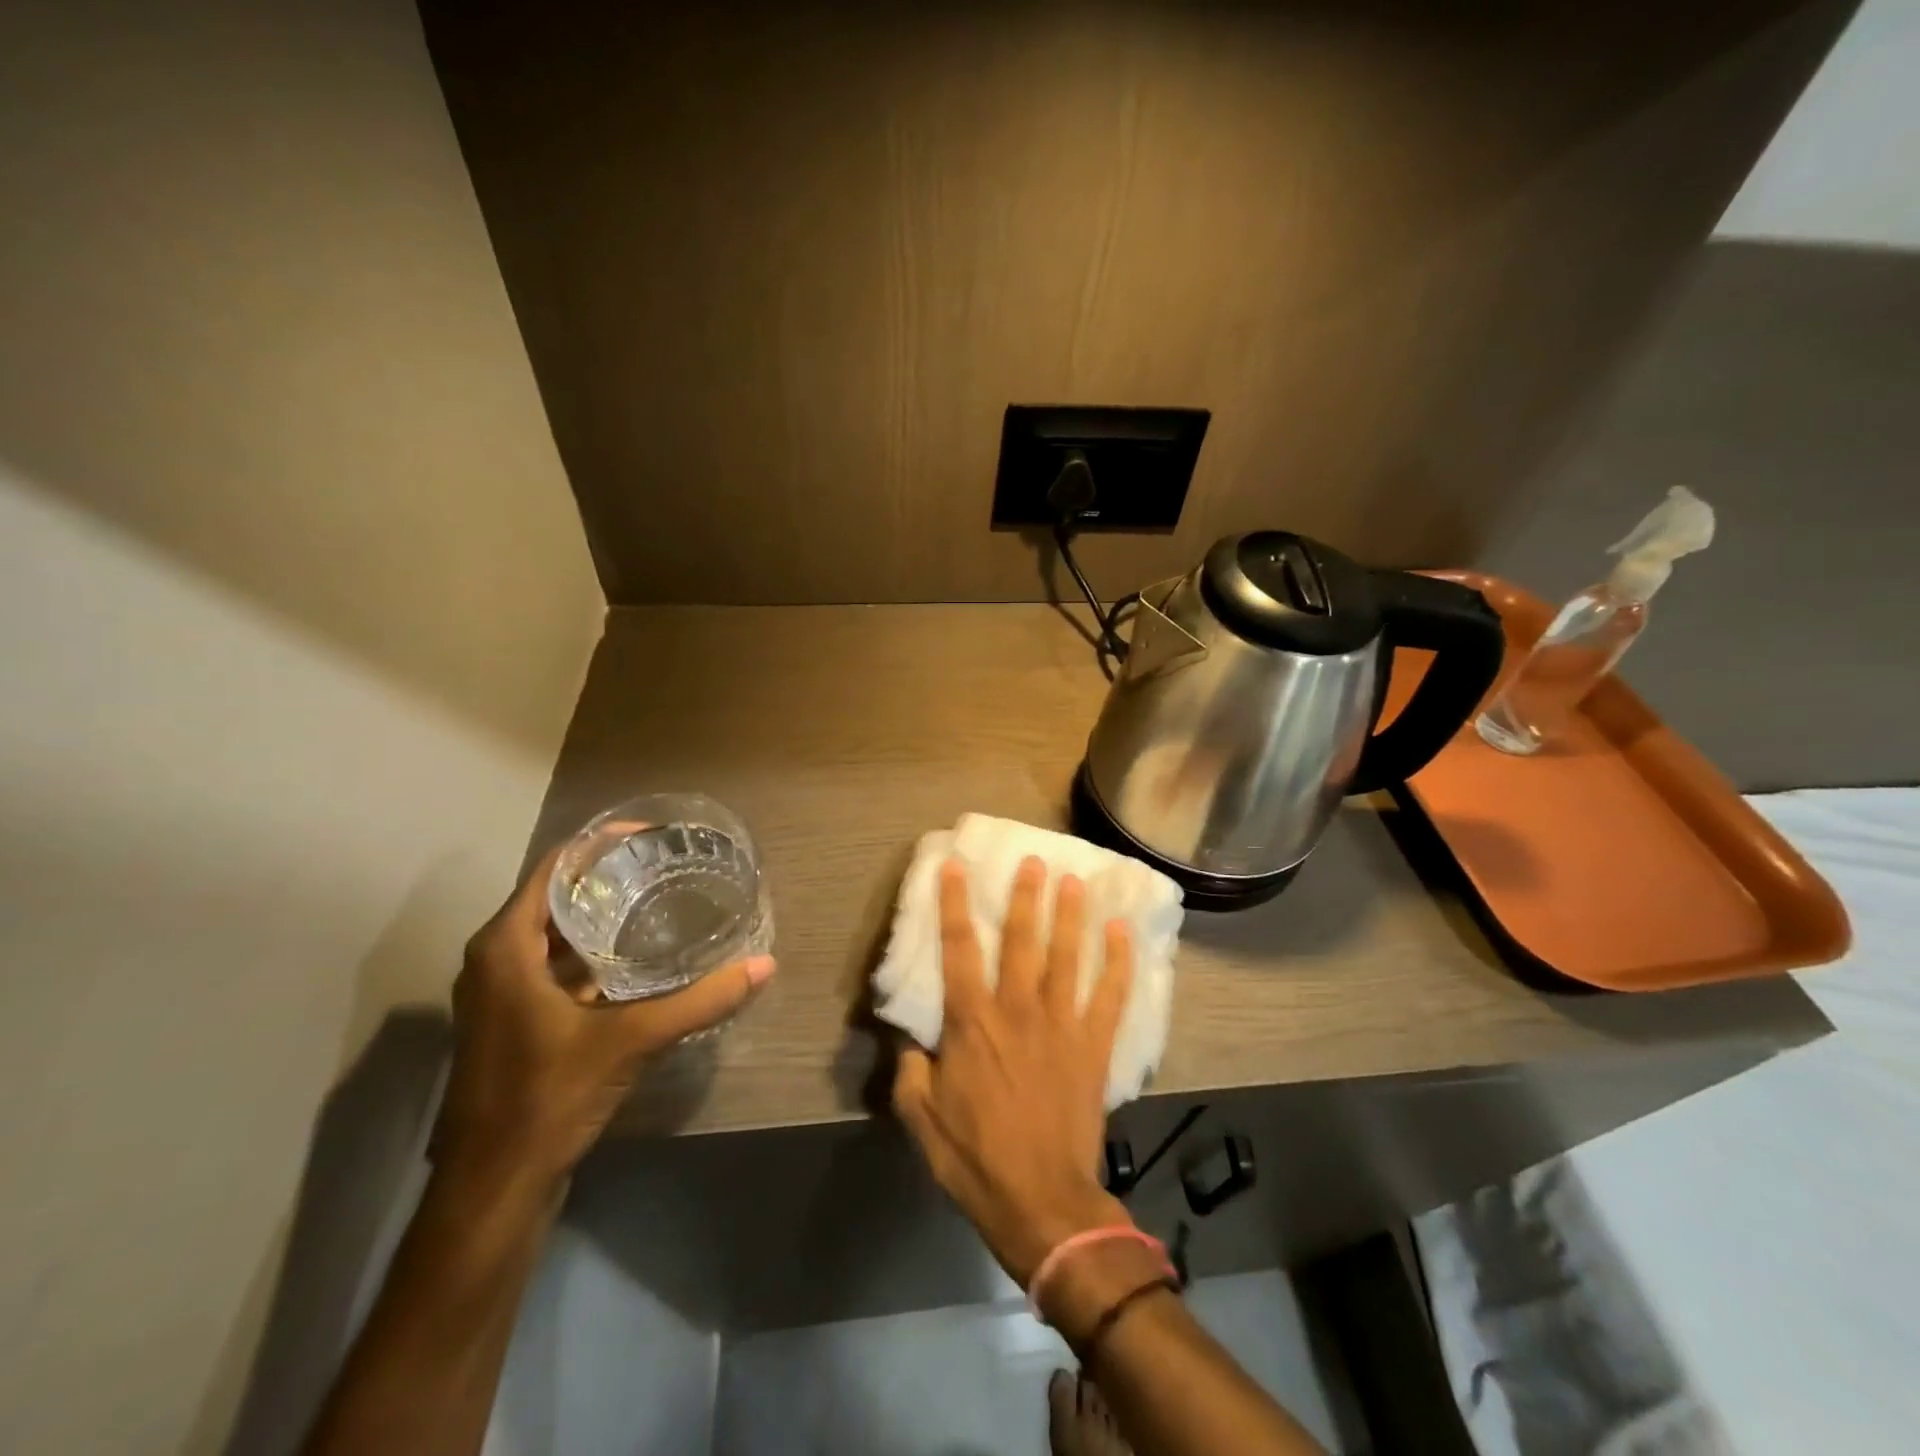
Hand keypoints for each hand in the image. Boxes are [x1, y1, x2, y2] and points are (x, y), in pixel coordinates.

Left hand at [433, 844, 776, 1191]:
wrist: (494, 1188)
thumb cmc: (547, 1097)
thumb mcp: (631, 1040)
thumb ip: (699, 1000)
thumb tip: (765, 965)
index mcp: (505, 948)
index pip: (553, 869)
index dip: (599, 845)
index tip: (651, 836)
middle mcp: (495, 961)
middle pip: (555, 897)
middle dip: (607, 877)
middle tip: (665, 864)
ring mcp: (502, 995)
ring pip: (554, 934)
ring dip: (600, 915)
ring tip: (658, 899)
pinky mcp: (516, 1023)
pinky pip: (556, 966)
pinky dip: (593, 953)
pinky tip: (639, 958)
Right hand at [892, 855, 1134, 1286]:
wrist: (1040, 1201)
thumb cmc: (975, 1158)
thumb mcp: (920, 1116)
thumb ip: (910, 1069)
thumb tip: (910, 1038)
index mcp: (972, 1023)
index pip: (959, 949)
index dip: (953, 904)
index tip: (955, 866)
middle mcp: (1018, 1010)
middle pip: (1022, 940)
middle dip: (1025, 896)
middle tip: (1033, 859)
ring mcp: (1062, 1025)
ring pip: (1068, 957)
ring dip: (1071, 916)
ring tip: (1075, 880)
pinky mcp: (1094, 1046)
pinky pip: (1111, 996)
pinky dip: (1120, 962)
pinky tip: (1122, 932)